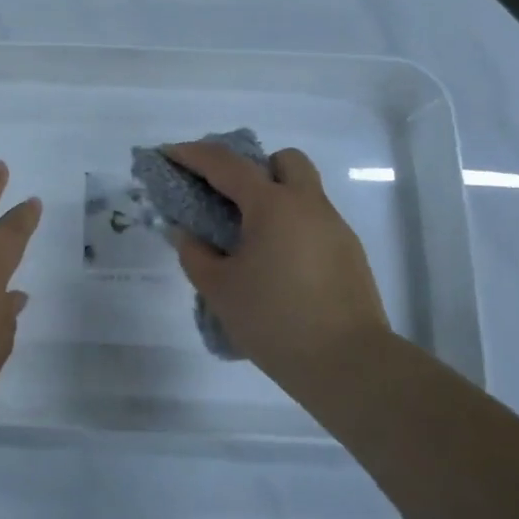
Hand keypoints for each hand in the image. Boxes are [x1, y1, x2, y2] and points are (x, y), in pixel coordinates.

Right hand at [162, 143, 390, 389]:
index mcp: (273, 206)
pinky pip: (314, 222)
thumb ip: (195, 253)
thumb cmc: (274, 321)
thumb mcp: (219, 289)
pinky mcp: (350, 253)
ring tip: (249, 238)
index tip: (169, 154)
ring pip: (303, 192)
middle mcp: (308, 205)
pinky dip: (290, 227)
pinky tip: (277, 264)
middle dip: (253, 168)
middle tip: (228, 198)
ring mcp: (335, 228)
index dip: (193, 155)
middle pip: (283, 161)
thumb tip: (185, 233)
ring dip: (274, 199)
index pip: (227, 165)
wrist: (348, 365)